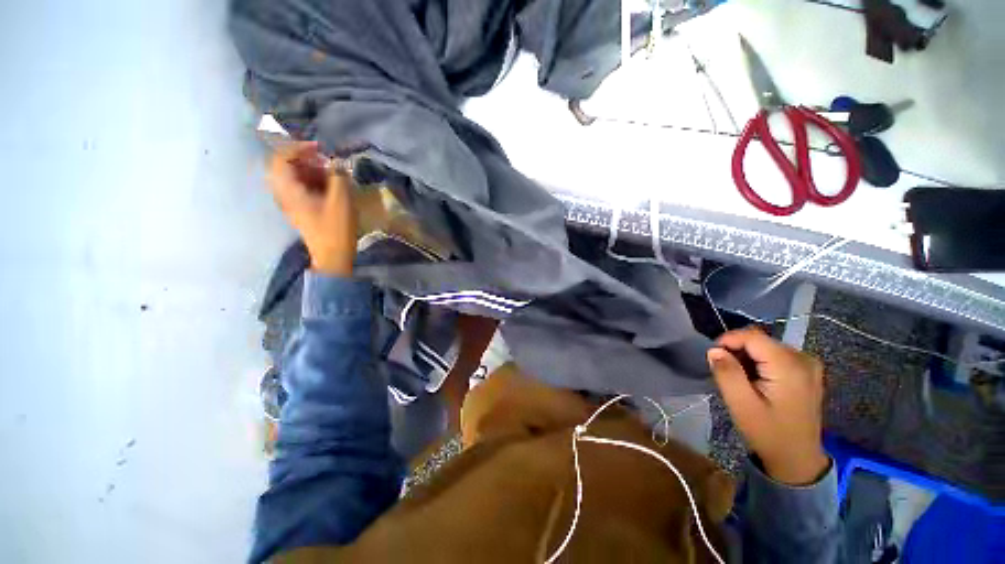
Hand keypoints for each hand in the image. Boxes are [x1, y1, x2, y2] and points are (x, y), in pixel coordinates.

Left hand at [268, 142, 357, 275]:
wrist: (332, 255)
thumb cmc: (336, 228)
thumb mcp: (341, 200)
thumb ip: (338, 176)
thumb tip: (337, 163)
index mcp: (288, 189)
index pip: (282, 157)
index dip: (300, 147)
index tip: (321, 149)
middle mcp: (283, 193)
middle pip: (285, 166)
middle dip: (306, 159)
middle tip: (326, 161)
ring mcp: (290, 203)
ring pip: (293, 177)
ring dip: (311, 170)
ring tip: (331, 174)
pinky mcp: (299, 209)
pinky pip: (300, 187)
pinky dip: (313, 181)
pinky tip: (329, 186)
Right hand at [708, 327, 828, 485]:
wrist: (797, 458)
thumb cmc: (768, 433)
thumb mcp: (741, 405)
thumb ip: (727, 373)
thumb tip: (714, 350)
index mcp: (789, 366)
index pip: (752, 336)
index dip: (728, 340)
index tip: (713, 357)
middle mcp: (803, 358)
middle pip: (760, 341)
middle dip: (737, 351)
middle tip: (725, 372)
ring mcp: (808, 364)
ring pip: (766, 346)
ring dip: (747, 357)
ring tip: (740, 379)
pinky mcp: (806, 371)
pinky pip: (775, 355)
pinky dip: (759, 362)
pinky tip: (755, 381)